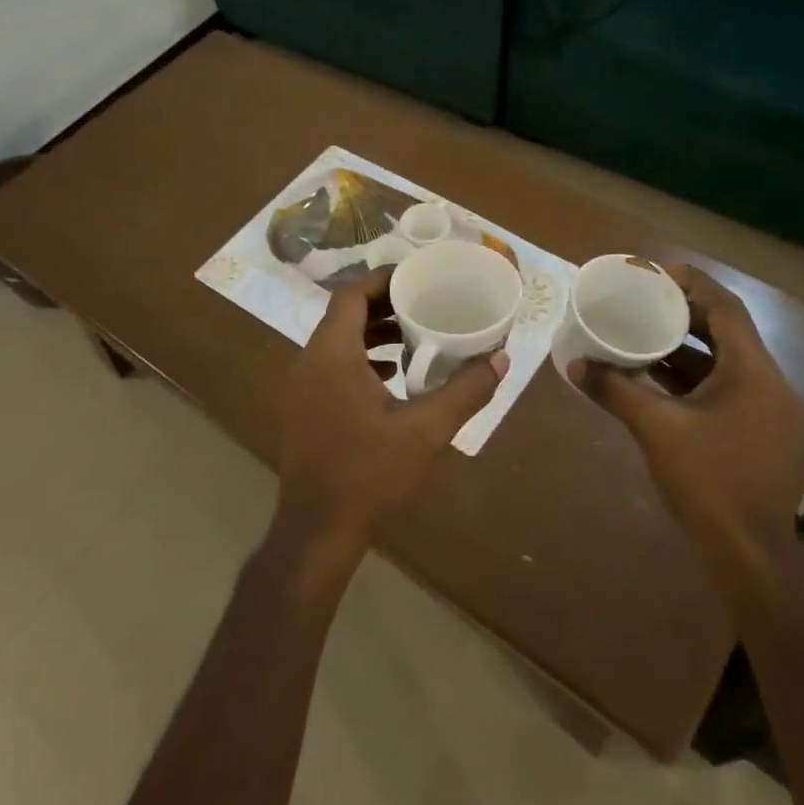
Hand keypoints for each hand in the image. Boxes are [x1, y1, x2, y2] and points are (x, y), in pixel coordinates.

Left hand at [276, 267, 507, 567]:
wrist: (318, 528)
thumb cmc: (369, 472)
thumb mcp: (426, 430)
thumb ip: (465, 391)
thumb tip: (500, 359)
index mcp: (331, 354)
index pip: (350, 294)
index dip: (382, 279)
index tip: (416, 276)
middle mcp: (310, 361)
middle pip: (343, 315)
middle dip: (383, 304)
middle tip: (423, 301)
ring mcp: (303, 386)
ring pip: (338, 341)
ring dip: (373, 332)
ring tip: (415, 334)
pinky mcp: (306, 408)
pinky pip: (333, 365)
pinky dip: (362, 359)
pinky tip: (393, 375)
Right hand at [569, 263, 803, 537]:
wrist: (748, 551)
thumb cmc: (708, 480)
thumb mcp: (655, 428)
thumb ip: (614, 390)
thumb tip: (573, 364)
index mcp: (752, 371)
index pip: (726, 307)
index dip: (692, 283)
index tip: (654, 274)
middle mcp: (767, 382)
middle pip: (726, 330)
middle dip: (684, 312)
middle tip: (641, 299)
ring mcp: (766, 409)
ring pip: (724, 361)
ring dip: (685, 346)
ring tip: (641, 331)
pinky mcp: (757, 431)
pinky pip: (724, 387)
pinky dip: (691, 376)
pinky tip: (655, 377)